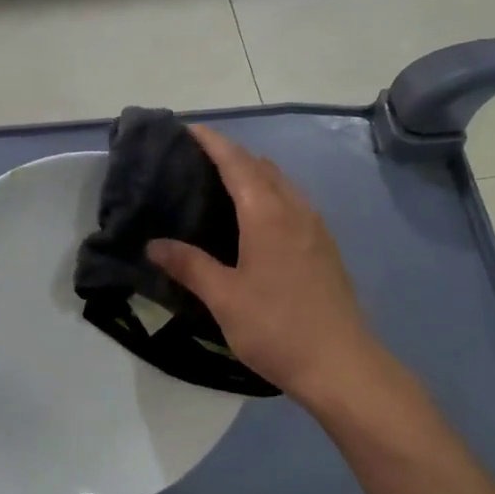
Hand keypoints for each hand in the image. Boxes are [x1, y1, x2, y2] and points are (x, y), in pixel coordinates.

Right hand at [149, 125, 379, 403]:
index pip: (237, 163)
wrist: (340, 364)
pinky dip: (272, 197)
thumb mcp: (224, 298)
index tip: (190, 130)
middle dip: (234, 156)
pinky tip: (259, 223)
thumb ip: (189, 266)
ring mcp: (317, 230)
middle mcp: (296, 211)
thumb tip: (155, 244)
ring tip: (225, 188)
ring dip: (256, 176)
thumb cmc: (276, 328)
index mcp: (268, 215)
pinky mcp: (326, 250)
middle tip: (200, 162)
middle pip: (264, 168)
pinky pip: (295, 206)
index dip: (214, 143)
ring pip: (284, 186)